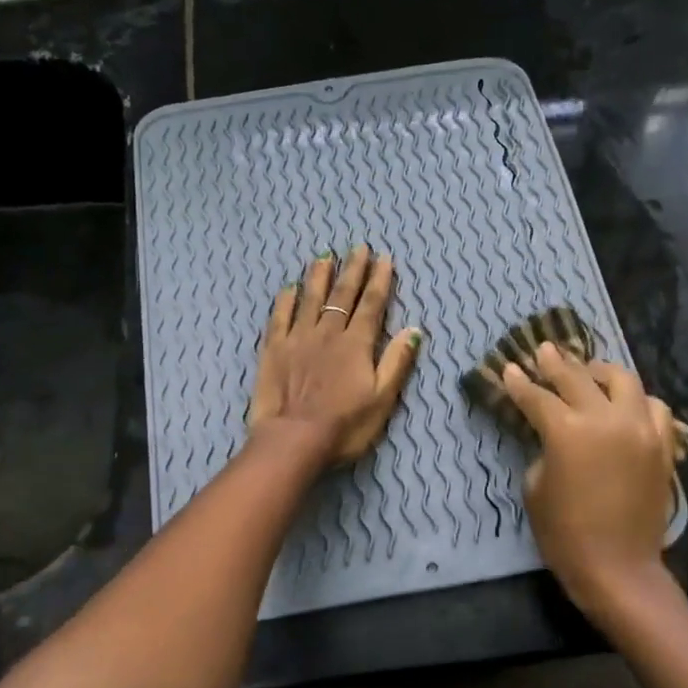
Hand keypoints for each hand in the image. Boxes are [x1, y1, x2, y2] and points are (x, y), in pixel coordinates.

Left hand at [249, 246, 423, 465]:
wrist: (294, 439)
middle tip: (359, 247)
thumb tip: (414, 330)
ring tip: (325, 256)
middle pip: (343, 295)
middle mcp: (328, 333)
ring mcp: (298, 338)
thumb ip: (396, 362)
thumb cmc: (344, 426)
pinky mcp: (273, 349)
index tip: (384, 259)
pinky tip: (289, 287)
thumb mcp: (382, 400)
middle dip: (353, 270)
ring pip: (310, 298)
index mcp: (357, 344)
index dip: (379, 281)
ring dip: (319, 276)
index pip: (372, 305)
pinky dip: (286, 300)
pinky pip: (280, 316)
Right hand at [501, 343, 678, 611]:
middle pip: (578, 378)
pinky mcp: (662, 445)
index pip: (538, 397)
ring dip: (601, 372)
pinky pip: (654, 408)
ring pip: (623, 381)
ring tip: (588, 372)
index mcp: (568, 432)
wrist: (618, 568)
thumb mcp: (536, 487)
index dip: (519, 383)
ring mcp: (640, 430)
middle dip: (556, 363)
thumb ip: (542, 450)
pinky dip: (636, 400)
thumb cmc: (564, 534)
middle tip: (543, 351)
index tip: (508, 368)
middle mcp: (607, 420)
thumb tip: (550, 434)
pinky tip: (625, 405)